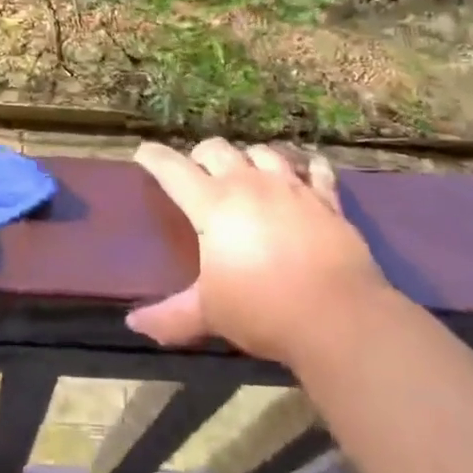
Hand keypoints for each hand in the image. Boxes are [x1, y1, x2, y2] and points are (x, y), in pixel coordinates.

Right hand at [127, 139, 392, 365]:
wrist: (339, 317)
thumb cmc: (263, 309)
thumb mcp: (209, 313)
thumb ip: (169, 316)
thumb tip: (133, 323)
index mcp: (212, 204)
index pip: (173, 169)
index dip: (154, 158)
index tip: (143, 153)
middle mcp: (248, 184)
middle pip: (217, 148)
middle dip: (201, 155)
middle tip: (197, 172)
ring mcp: (290, 187)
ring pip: (263, 152)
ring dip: (249, 157)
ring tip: (246, 171)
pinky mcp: (326, 200)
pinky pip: (316, 170)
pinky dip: (308, 167)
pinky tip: (306, 171)